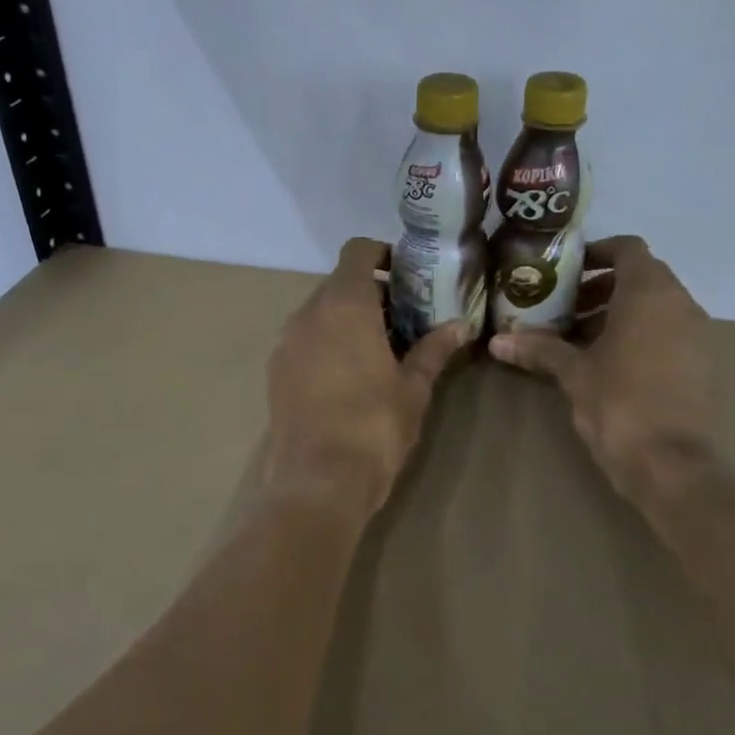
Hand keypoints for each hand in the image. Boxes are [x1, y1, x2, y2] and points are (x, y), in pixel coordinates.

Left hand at [266, 238, 470, 515]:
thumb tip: (459, 326)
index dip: (382, 254)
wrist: (318, 482)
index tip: (406, 275)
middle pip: (338, 283)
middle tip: (402, 319)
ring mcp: (285, 343)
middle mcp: (307, 314)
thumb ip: (433, 350)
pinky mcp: (275, 371)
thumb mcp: (413, 388)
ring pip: (319, 313)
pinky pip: (304, 340)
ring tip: (377, 350)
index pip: (357, 252)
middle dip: (370, 293)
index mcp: (344, 305)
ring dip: (346, 319)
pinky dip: (326, 342)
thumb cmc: (374, 427)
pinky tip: (347, 376)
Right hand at [488, 236, 721, 504]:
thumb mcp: (574, 374)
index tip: (567, 270)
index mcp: (649, 293)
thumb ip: (540, 350)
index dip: (597, 252)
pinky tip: (611, 366)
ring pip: (657, 307)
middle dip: (602, 288)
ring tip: (581, 340)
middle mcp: (681, 303)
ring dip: (620, 314)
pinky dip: (641, 336)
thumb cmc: (620, 405)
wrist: (674, 465)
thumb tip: (496, 342)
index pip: (627, 248)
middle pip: (642, 277)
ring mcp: (698, 334)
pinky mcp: (704, 364)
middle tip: (566, 309)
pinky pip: (670, 333)